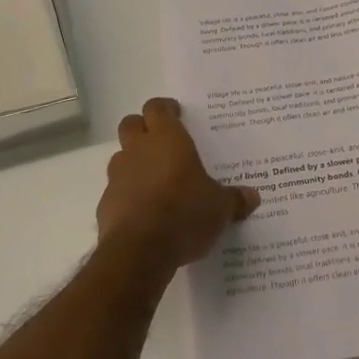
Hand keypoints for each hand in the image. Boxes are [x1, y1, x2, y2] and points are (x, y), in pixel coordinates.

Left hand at [97, 98, 260, 270]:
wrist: (140, 250)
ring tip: (155, 180)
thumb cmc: (185, 213)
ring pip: (121, 157)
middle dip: (143, 128)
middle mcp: (138, 150)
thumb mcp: (220, 208)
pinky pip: (116, 191)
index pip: (157, 107)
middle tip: (161, 142)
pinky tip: (144, 212)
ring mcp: (118, 176)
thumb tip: (253, 197)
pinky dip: (127, 195)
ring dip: (134, 162)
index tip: (176, 113)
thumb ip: (234, 199)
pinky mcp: (106, 204)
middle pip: (131, 124)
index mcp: (167, 139)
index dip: (165, 108)